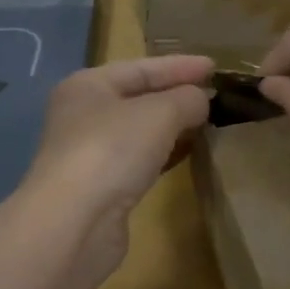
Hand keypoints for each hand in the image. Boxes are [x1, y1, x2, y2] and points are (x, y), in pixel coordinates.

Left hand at [23, 53, 214, 266]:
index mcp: (88, 86)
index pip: (141, 67)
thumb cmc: (112, 150)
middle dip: (176, 95)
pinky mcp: (100, 187)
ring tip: (207, 123)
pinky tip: (187, 154)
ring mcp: (89, 153)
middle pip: (137, 97)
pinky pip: (138, 160)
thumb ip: (186, 99)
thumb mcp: (159, 113)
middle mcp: (83, 115)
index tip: (215, 67)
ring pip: (138, 131)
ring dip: (172, 126)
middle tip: (214, 95)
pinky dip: (163, 153)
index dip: (179, 66)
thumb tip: (200, 101)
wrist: (74, 222)